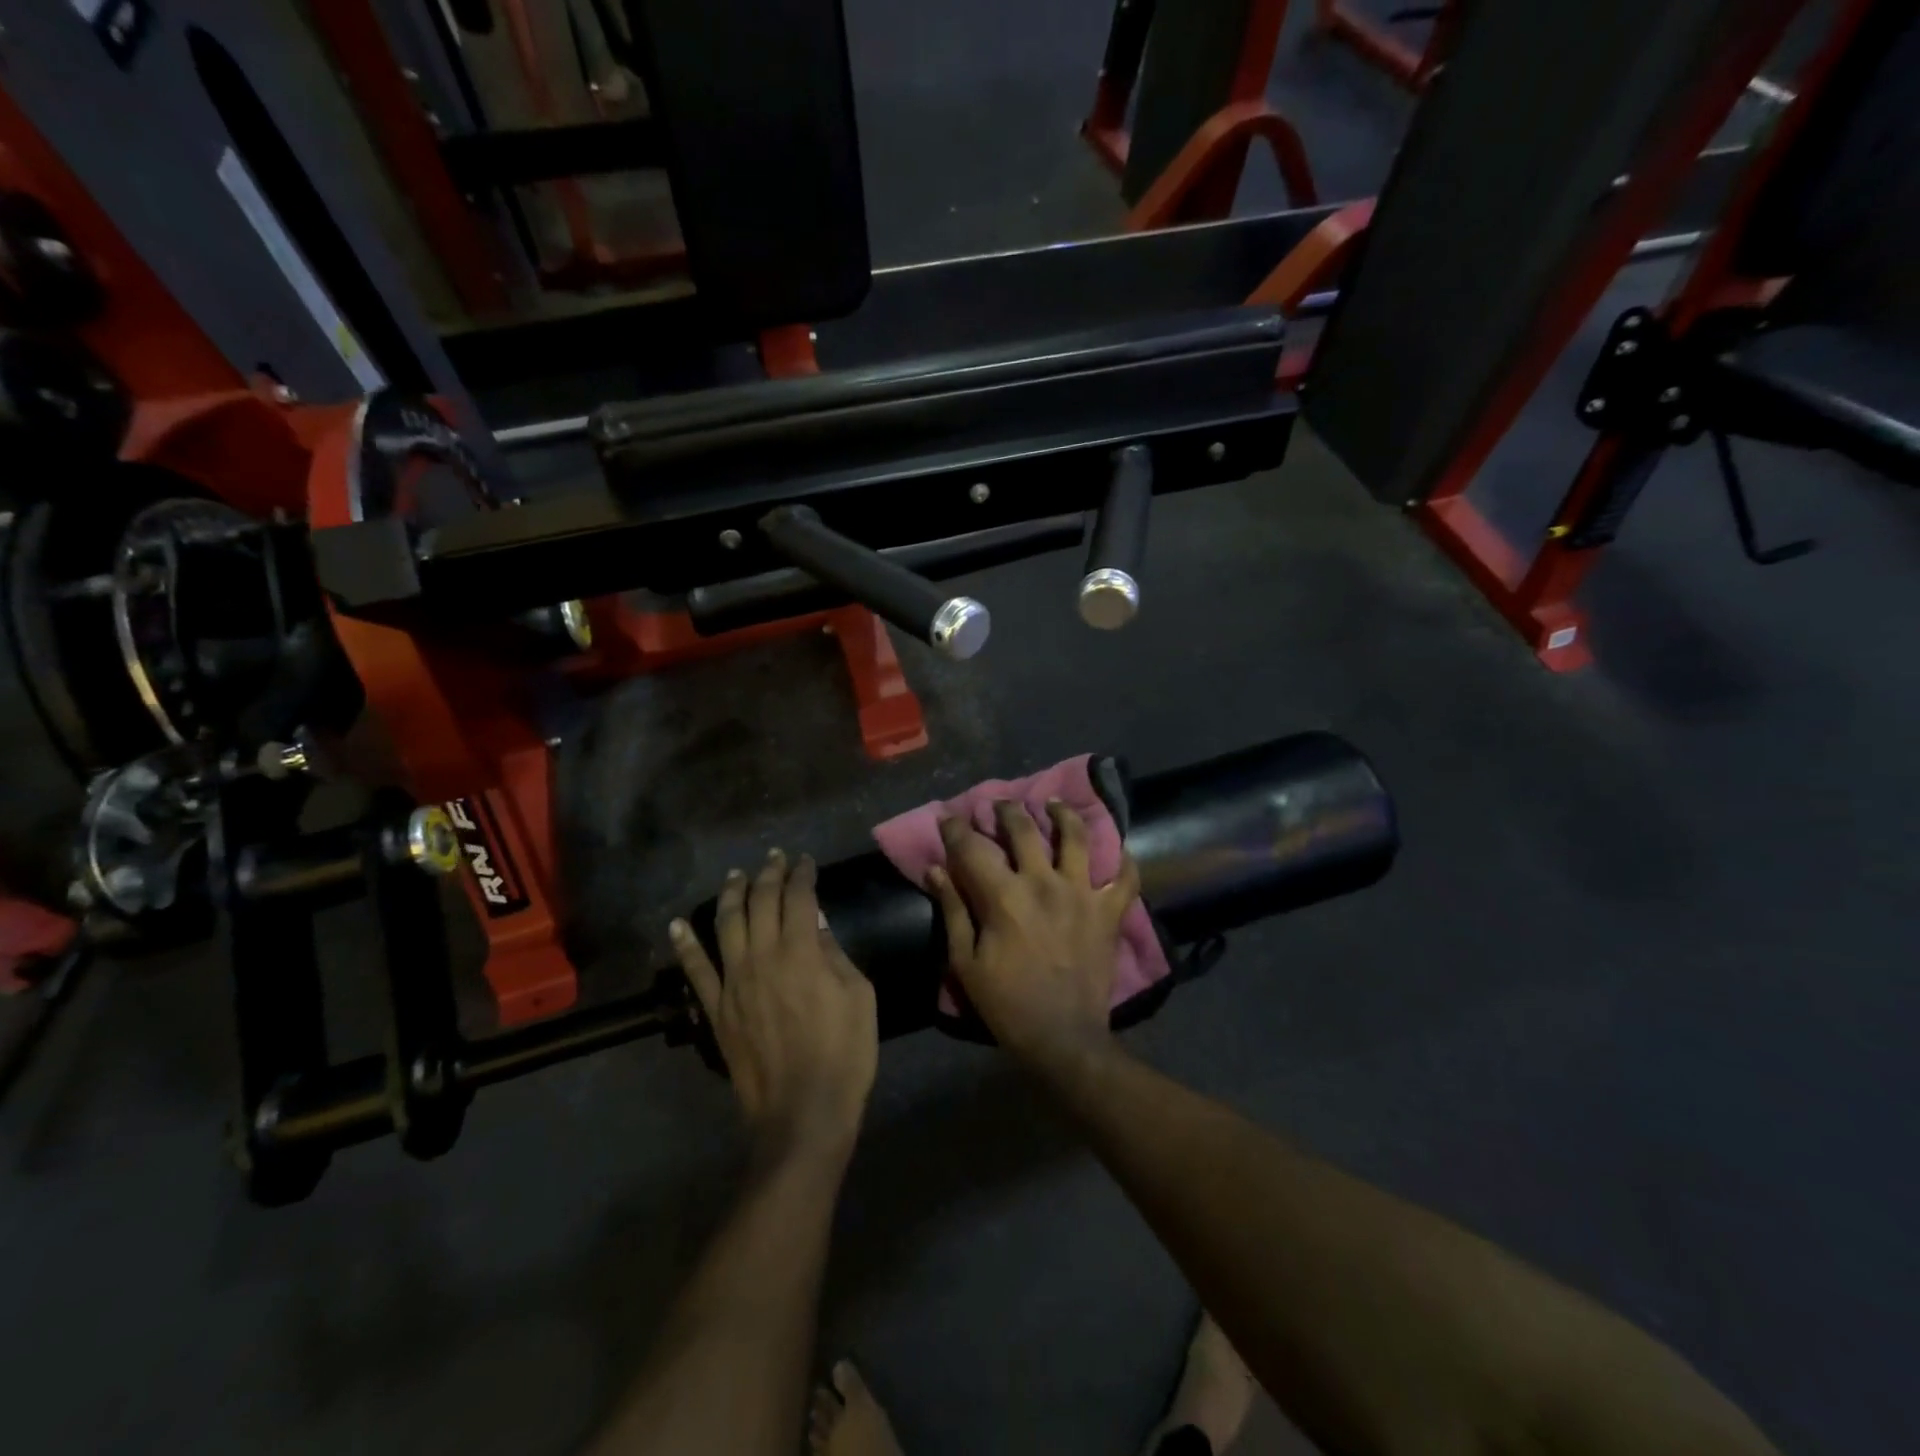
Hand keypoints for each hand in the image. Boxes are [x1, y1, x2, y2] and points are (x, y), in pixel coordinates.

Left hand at [670, 850, 877, 1162]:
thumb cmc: (844, 1053)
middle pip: (760, 903)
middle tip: (774, 858)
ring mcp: (733, 983)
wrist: (803, 1111)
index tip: (805, 861)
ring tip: (735, 875)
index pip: (799, 898)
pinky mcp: (715, 1009)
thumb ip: (835, 955)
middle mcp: (762, 957)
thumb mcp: (859, 997)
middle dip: (768, 875)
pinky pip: (695, 970)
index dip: (802, 874)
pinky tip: (678, 924)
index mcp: (802, 952)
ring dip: (731, 894)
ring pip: (725, 924)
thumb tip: (817, 925)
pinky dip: (685, 944)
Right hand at [926, 801, 1140, 1077]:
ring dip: (1064, 815)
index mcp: (1004, 896)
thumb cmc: (1007, 1003)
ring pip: (1077, 837)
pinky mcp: (1109, 912)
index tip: (949, 817)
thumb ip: (953, 910)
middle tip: (1000, 804)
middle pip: (1024, 829)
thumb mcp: (965, 962)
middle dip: (1007, 810)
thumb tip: (935, 870)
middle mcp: (1044, 883)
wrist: (1063, 1038)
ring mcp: (1082, 894)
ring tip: (1055, 805)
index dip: (957, 828)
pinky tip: (1117, 848)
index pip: (973, 848)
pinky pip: (1125, 877)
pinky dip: (1124, 860)